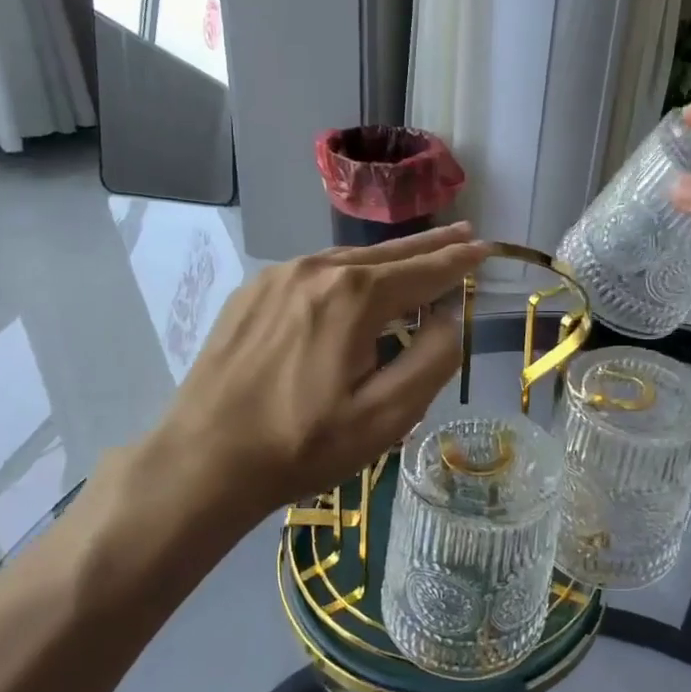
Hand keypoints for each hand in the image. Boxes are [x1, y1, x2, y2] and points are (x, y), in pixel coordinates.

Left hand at [79, 225, 488, 568]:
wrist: (203, 460)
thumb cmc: (302, 444)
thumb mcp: (385, 416)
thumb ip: (431, 360)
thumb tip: (447, 318)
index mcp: (354, 296)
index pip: (424, 270)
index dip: (460, 261)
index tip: (486, 249)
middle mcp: (316, 270)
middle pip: (388, 253)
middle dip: (431, 245)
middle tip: (465, 231)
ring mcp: (277, 277)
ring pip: (348, 259)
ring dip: (389, 258)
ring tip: (417, 255)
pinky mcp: (251, 293)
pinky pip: (314, 272)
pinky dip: (347, 272)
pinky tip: (354, 282)